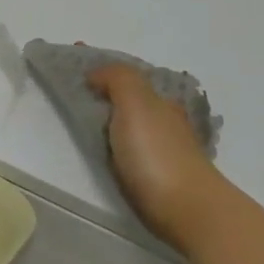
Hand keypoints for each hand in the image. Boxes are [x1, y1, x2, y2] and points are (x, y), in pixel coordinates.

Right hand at [87, 63, 225, 254]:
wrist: (188, 210)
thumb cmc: (157, 153)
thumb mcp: (136, 103)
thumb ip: (118, 79)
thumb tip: (97, 73)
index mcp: (159, 100)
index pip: (127, 74)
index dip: (101, 64)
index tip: (75, 52)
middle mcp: (165, 121)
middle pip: (130, 97)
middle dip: (106, 87)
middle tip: (74, 86)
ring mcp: (164, 149)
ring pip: (132, 122)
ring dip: (111, 114)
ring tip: (83, 115)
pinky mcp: (159, 177)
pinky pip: (131, 147)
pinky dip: (117, 140)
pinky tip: (107, 146)